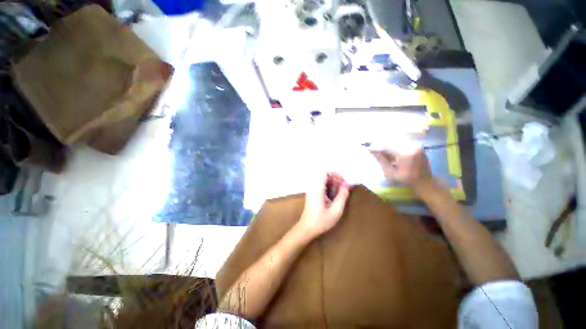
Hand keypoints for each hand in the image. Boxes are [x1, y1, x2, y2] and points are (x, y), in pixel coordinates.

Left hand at [298, 173, 349, 237]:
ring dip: (332, 183)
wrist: (307, 228)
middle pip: (324, 175)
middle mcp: (313, 187)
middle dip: (335, 179)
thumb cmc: (321, 221)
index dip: (335, 175)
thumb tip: (347, 185)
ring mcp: (311, 190)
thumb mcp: (335, 211)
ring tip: (340, 192)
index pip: (324, 173)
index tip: (344, 183)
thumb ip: (342, 196)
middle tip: (344, 187)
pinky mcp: (312, 193)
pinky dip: (329, 187)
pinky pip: (321, 185)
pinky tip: (333, 195)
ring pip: (323, 180)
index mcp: (317, 189)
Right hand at [369, 140, 433, 190]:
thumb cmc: (406, 180)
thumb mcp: (391, 173)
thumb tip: (372, 151)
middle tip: (373, 148)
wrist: (425, 181)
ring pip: (396, 140)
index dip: (376, 147)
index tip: (369, 149)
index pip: (387, 146)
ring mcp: (415, 144)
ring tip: (381, 149)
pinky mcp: (416, 144)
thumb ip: (381, 161)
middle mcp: (411, 146)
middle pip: (391, 141)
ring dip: (387, 144)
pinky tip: (390, 149)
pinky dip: (394, 144)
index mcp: (405, 154)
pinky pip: (402, 141)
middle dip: (381, 144)